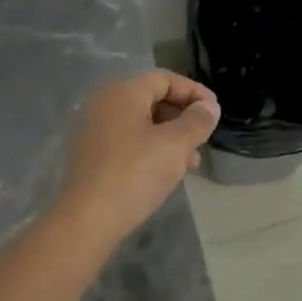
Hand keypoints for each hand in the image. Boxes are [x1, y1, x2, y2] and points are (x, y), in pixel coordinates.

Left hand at [55, 71, 220, 248]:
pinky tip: (167, 173)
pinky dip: (151, 149)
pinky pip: (129, 141)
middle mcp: (105, 103)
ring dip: (170, 137)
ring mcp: (94, 130)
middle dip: (183, 117)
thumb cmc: (134, 173)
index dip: (194, 92)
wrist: (86, 221)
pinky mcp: (91, 155)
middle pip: (153, 99)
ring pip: (142, 123)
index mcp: (123, 92)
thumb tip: (209, 107)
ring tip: (191, 162)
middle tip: (204, 138)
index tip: (214, 112)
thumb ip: (197, 121)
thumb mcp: (175, 145)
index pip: (165, 79)